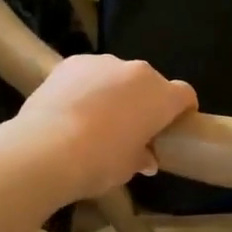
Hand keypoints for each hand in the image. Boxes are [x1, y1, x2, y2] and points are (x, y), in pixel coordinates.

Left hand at [12, 55, 197, 201]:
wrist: (46, 149)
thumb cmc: (99, 162)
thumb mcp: (127, 168)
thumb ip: (141, 157)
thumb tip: (145, 158)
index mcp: (161, 96)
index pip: (185, 95)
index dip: (183, 110)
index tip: (174, 126)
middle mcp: (137, 72)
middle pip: (150, 83)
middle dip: (145, 101)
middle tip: (132, 126)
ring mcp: (103, 62)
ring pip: (117, 76)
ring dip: (115, 91)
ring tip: (96, 117)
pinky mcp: (72, 62)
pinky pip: (88, 73)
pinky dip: (86, 86)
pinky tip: (71, 108)